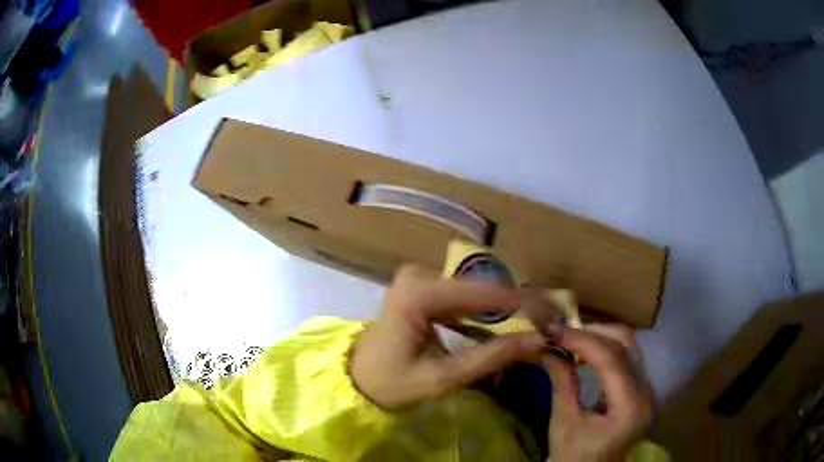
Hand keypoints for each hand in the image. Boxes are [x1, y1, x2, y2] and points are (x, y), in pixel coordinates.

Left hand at [350, 265, 547, 408]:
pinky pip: (465, 293)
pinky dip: (488, 309)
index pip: (484, 293)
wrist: (358, 376)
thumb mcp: (443, 378)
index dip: (525, 304)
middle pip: (483, 286)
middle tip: (550, 323)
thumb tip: (540, 341)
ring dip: (507, 307)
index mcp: (418, 294)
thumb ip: (492, 357)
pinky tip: (508, 323)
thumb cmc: (392, 382)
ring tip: (537, 323)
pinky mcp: (423, 285)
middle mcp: (419, 275)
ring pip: (477, 288)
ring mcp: (420, 277)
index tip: (555, 317)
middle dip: (520, 305)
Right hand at [544, 325, 651, 461]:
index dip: (582, 340)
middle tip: (562, 333)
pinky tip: (586, 351)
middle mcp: (646, 392)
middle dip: (593, 332)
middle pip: (627, 344)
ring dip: (600, 337)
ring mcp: (646, 390)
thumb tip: (548, 349)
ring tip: (572, 338)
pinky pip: (627, 357)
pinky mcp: (640, 390)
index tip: (554, 332)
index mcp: (630, 406)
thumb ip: (562, 382)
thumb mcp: (564, 423)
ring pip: (629, 346)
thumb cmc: (574, 457)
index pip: (611, 359)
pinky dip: (606, 349)